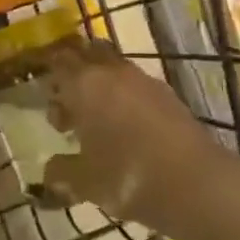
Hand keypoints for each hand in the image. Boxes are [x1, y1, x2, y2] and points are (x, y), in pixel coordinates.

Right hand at [44, 41, 223, 230]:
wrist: (198, 185)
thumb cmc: (127, 177)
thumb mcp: (84, 182)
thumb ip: (60, 172)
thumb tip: (48, 171)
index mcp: (84, 84)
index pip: (59, 61)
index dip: (48, 72)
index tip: (42, 91)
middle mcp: (113, 73)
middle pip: (88, 55)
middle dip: (75, 72)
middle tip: (67, 103)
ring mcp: (144, 82)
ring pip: (113, 69)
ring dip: (101, 86)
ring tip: (94, 122)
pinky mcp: (169, 96)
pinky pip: (136, 87)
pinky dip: (124, 99)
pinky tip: (124, 129)